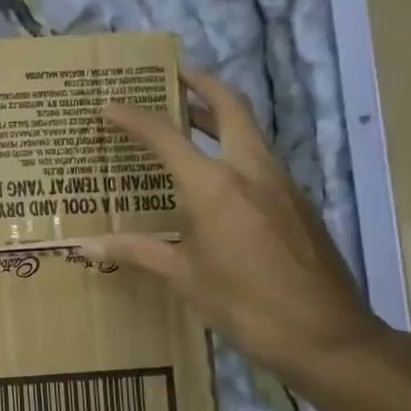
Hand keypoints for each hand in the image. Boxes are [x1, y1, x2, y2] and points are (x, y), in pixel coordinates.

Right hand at [78, 68, 384, 387]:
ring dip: (220, 115)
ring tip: (189, 118)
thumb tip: (83, 248)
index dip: (134, 118)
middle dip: (202, 84)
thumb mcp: (184, 278)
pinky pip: (261, 160)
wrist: (327, 336)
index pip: (166, 136)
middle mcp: (250, 171)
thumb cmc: (245, 305)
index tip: (110, 105)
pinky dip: (235, 149)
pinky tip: (219, 175)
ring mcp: (281, 184)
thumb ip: (136, 252)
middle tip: (174, 74)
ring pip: (250, 131)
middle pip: (230, 107)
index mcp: (214, 186)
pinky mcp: (298, 202)